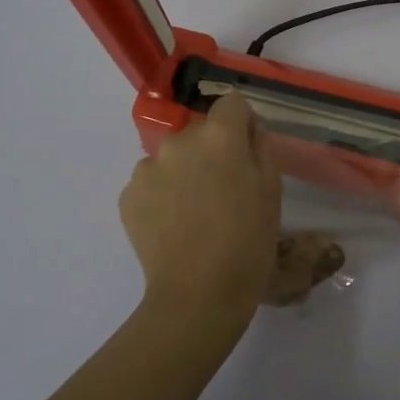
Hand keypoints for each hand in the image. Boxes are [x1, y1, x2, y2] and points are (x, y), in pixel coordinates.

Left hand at [120, 93, 282, 322]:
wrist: (198, 295)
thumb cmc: (248, 243)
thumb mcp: (272, 191)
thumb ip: (260, 147)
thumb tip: (248, 129)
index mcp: (219, 137)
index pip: (231, 104)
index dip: (241, 124)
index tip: (246, 152)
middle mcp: (179, 142)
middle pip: (199, 133)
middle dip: (211, 153)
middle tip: (223, 193)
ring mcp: (148, 168)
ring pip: (173, 158)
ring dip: (184, 173)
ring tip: (194, 214)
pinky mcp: (128, 195)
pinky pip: (151, 183)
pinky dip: (162, 196)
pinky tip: (173, 227)